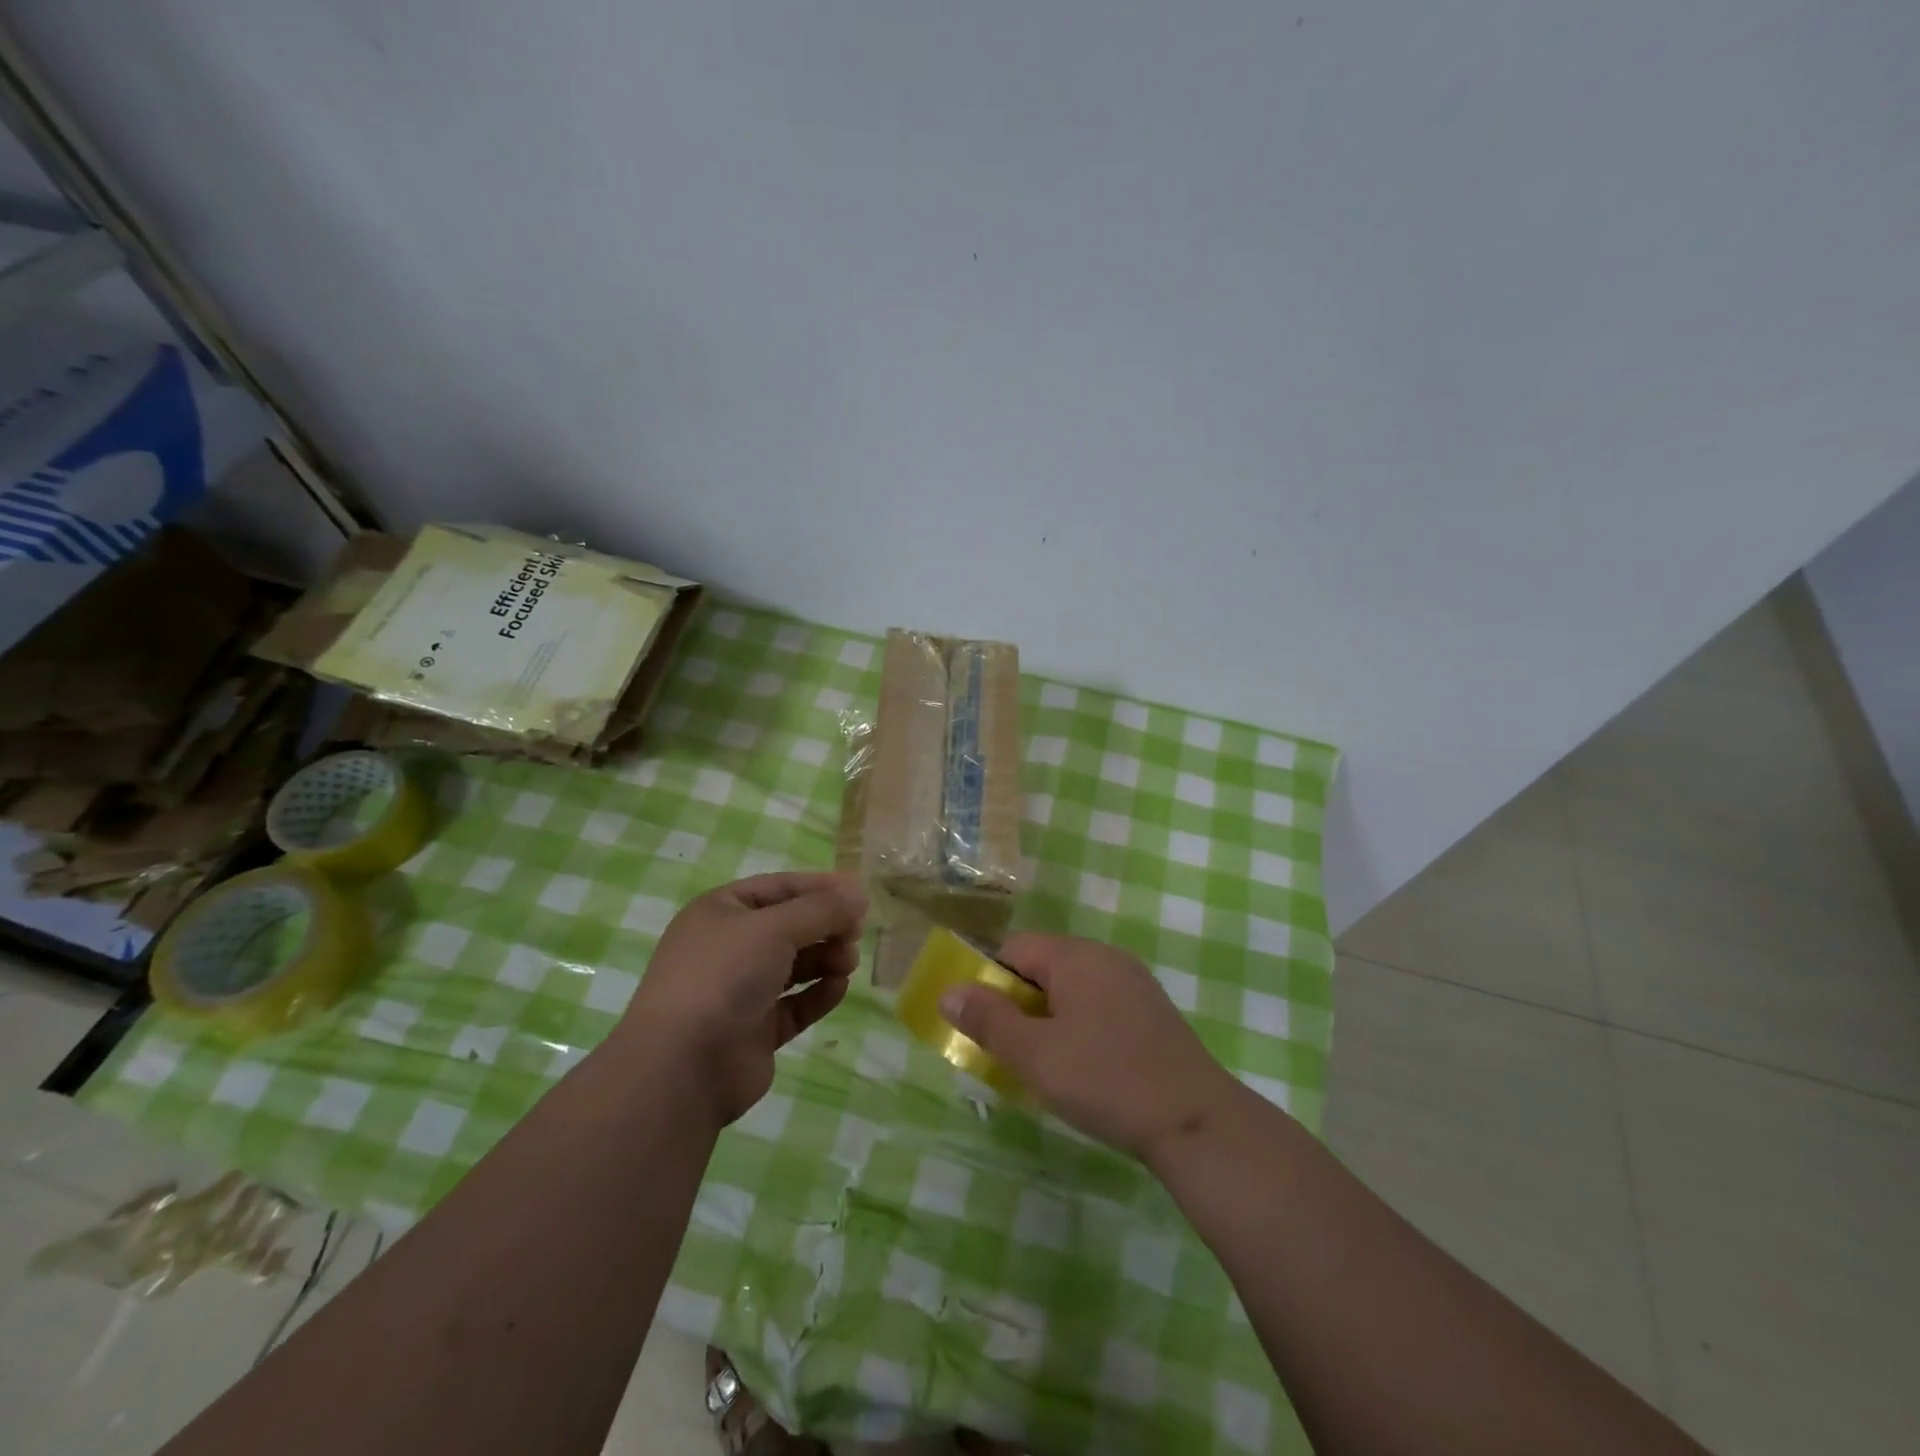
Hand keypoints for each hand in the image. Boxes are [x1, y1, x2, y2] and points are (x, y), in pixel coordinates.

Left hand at [626, 872, 866, 1125]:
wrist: (684, 1065)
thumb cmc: (724, 976)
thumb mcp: (775, 927)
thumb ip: (821, 909)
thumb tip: (859, 895)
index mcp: (721, 912)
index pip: (779, 887)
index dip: (820, 887)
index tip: (859, 894)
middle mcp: (729, 947)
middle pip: (790, 926)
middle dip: (826, 926)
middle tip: (856, 933)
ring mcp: (741, 991)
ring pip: (795, 965)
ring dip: (826, 958)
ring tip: (848, 962)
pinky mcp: (756, 1030)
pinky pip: (796, 1004)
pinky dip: (819, 993)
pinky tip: (838, 987)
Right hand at [939, 933, 1238, 1162]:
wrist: (1195, 1121)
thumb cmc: (1104, 1079)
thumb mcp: (1034, 1054)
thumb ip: (988, 1020)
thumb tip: (949, 991)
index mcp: (1075, 956)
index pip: (1015, 948)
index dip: (990, 981)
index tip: (985, 1024)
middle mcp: (1106, 958)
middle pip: (1044, 966)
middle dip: (1019, 1003)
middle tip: (1011, 1050)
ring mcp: (1135, 984)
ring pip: (1073, 989)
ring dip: (1049, 1019)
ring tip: (1045, 1065)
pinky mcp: (1153, 1013)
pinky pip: (1100, 1006)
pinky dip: (1081, 1028)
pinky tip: (1086, 1069)